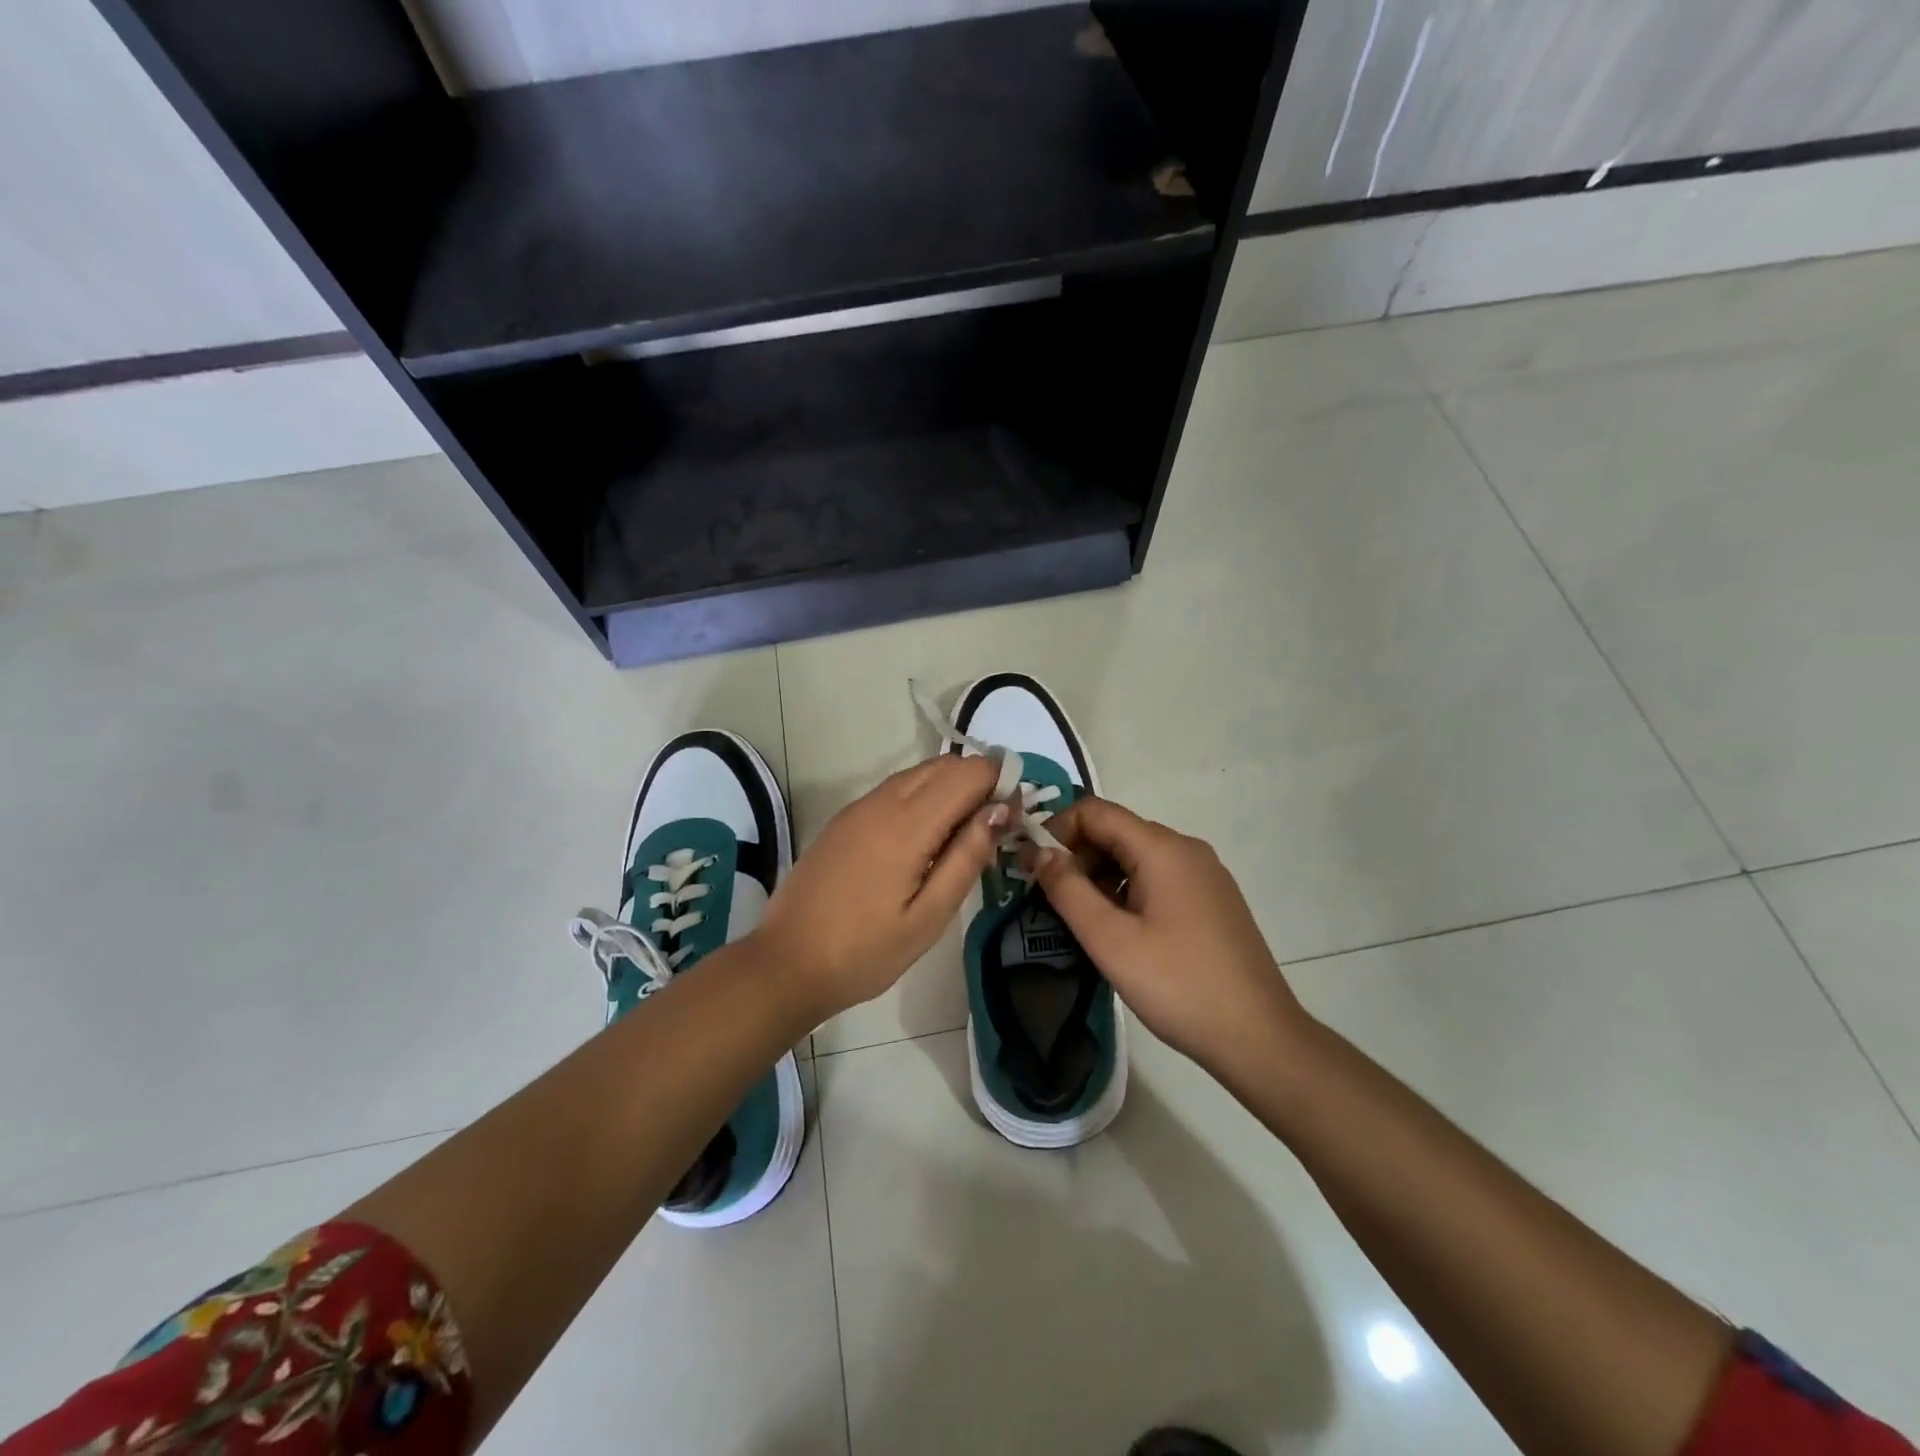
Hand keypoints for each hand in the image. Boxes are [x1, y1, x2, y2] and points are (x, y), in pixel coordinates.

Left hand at [756, 754, 1004, 1021]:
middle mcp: (881, 802)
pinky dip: (924, 796)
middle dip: (979, 781)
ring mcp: (858, 808)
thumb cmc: (865, 952)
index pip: (967, 773)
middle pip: (943, 766)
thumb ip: (966, 858)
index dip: (1000, 781)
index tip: (1017, 813)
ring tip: (968, 833)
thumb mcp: (928, 917)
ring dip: (951, 787)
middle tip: (999, 824)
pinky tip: (929, 836)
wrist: (786, 963)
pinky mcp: (845, 819)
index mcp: (906, 824)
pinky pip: (895, 790)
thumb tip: (1000, 810)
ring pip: (918, 774)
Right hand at [1030, 798, 1310, 1082]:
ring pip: (1136, 856)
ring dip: (1100, 876)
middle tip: (1048, 898)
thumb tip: (1039, 853)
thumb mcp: (1110, 940)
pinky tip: (1119, 930)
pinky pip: (1158, 878)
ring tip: (1080, 920)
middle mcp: (1186, 849)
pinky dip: (1127, 891)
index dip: (1056, 830)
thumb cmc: (1177, 984)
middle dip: (1076, 855)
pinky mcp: (1212, 900)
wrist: (1258, 1037)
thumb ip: (1067, 889)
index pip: (1095, 811)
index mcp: (1163, 848)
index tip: (1031, 867)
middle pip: (1116, 831)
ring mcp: (1204, 874)